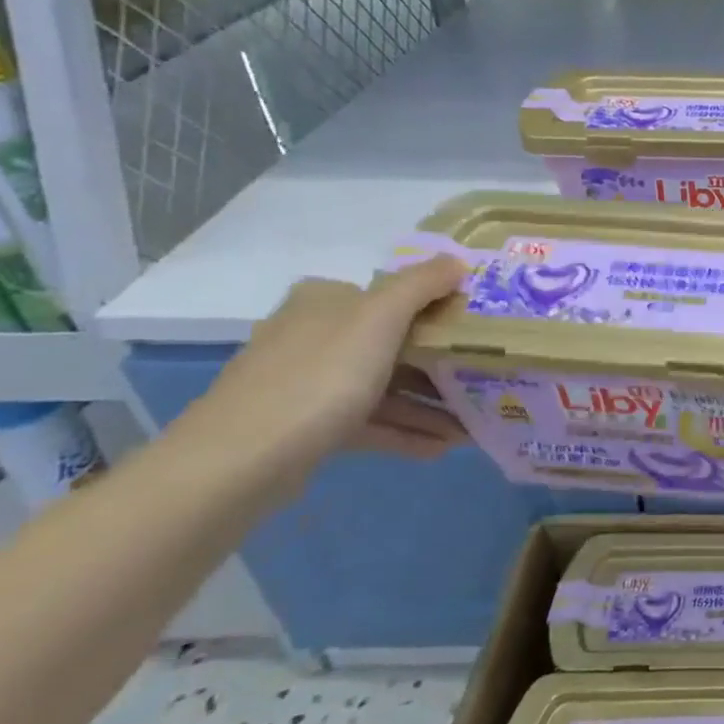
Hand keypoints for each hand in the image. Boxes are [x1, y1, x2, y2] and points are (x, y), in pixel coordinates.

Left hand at [177, 255, 468, 485]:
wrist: (238, 463)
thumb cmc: (319, 376)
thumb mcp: (380, 317)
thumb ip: (422, 284)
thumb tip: (457, 260)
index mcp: (326, 301)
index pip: (392, 295)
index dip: (438, 308)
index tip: (478, 329)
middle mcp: (315, 335)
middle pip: (393, 343)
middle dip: (441, 364)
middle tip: (485, 377)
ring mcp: (308, 383)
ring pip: (384, 386)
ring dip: (429, 404)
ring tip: (473, 424)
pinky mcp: (307, 427)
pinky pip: (370, 423)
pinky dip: (405, 431)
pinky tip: (442, 447)